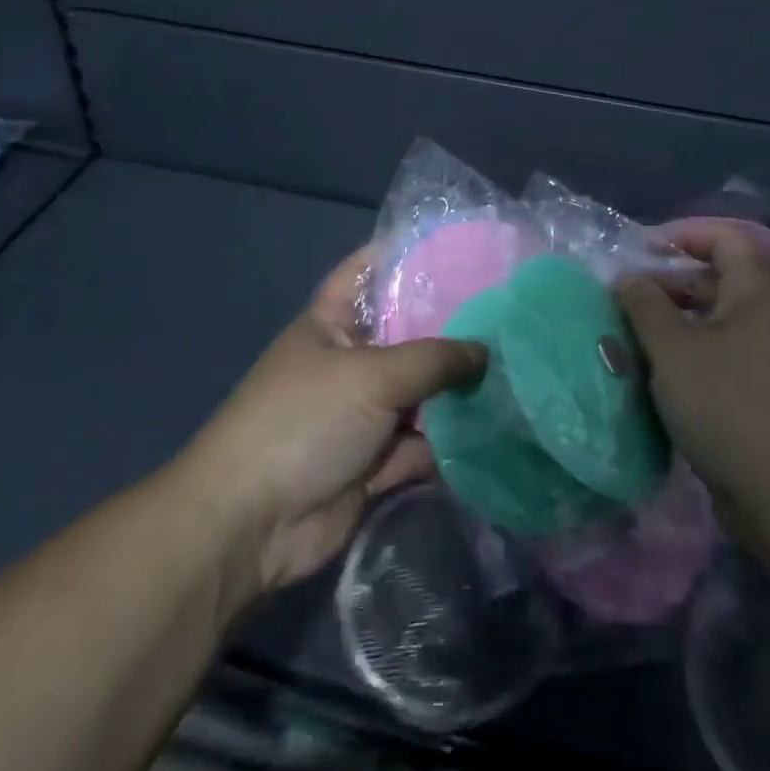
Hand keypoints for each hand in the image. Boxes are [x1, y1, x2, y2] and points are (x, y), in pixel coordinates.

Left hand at [185, 246, 486, 593]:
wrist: (252, 524)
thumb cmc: (305, 421)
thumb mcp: (372, 376)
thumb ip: (434, 359)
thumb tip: (485, 351)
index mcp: (333, 322)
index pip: (370, 271)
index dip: (407, 253)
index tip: (459, 246)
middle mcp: (350, 360)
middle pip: (407, 333)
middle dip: (450, 325)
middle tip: (508, 310)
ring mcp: (362, 412)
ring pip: (420, 391)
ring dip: (456, 388)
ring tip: (517, 366)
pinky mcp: (374, 460)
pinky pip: (421, 442)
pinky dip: (449, 441)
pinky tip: (498, 427)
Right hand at [618, 220, 769, 535]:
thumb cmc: (727, 405)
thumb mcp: (672, 349)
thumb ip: (644, 305)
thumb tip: (627, 277)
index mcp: (758, 292)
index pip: (725, 238)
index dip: (683, 234)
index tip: (642, 250)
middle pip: (718, 278)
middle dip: (669, 283)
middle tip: (627, 299)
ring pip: (717, 320)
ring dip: (675, 322)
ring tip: (633, 337)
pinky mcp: (767, 392)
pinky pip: (724, 354)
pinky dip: (690, 353)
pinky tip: (659, 374)